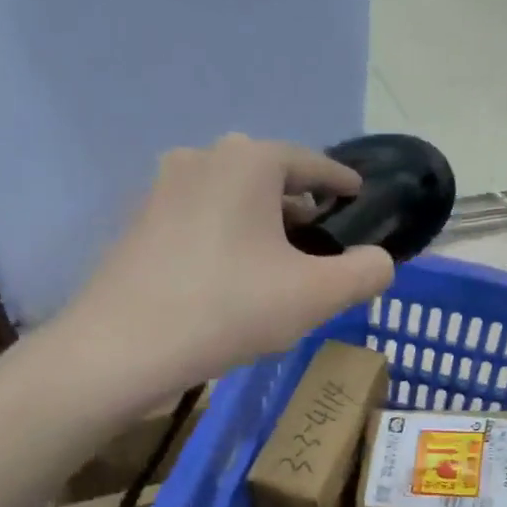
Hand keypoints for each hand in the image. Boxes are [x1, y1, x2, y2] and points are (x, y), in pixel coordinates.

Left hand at [61, 135, 393, 399]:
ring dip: (263, 224)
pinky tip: (235, 278)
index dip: (340, 181)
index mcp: (248, 161)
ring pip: (232, 199)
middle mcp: (202, 159)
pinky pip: (202, 220)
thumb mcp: (316, 295)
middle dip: (300, 206)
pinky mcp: (140, 224)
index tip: (358, 195)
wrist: (125, 347)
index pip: (310, 162)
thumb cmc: (230, 308)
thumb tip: (381, 262)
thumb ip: (365, 273)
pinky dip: (228, 238)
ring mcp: (162, 189)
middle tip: (324, 241)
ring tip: (282, 263)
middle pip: (268, 178)